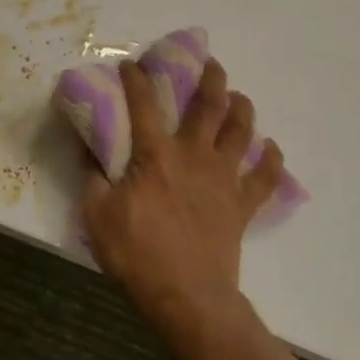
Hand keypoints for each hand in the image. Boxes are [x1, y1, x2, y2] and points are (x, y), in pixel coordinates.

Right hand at [81, 58, 284, 328]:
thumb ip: (92, 176)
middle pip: (208, 106)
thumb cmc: (137, 253)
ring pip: (240, 132)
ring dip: (242, 109)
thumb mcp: (97, 214)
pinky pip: (264, 177)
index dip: (136, 79)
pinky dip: (271, 161)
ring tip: (239, 96)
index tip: (132, 64)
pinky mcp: (242, 205)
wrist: (187, 296)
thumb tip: (88, 148)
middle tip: (210, 63)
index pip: (144, 103)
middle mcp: (194, 155)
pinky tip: (271, 149)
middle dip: (209, 78)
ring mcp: (223, 178)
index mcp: (156, 154)